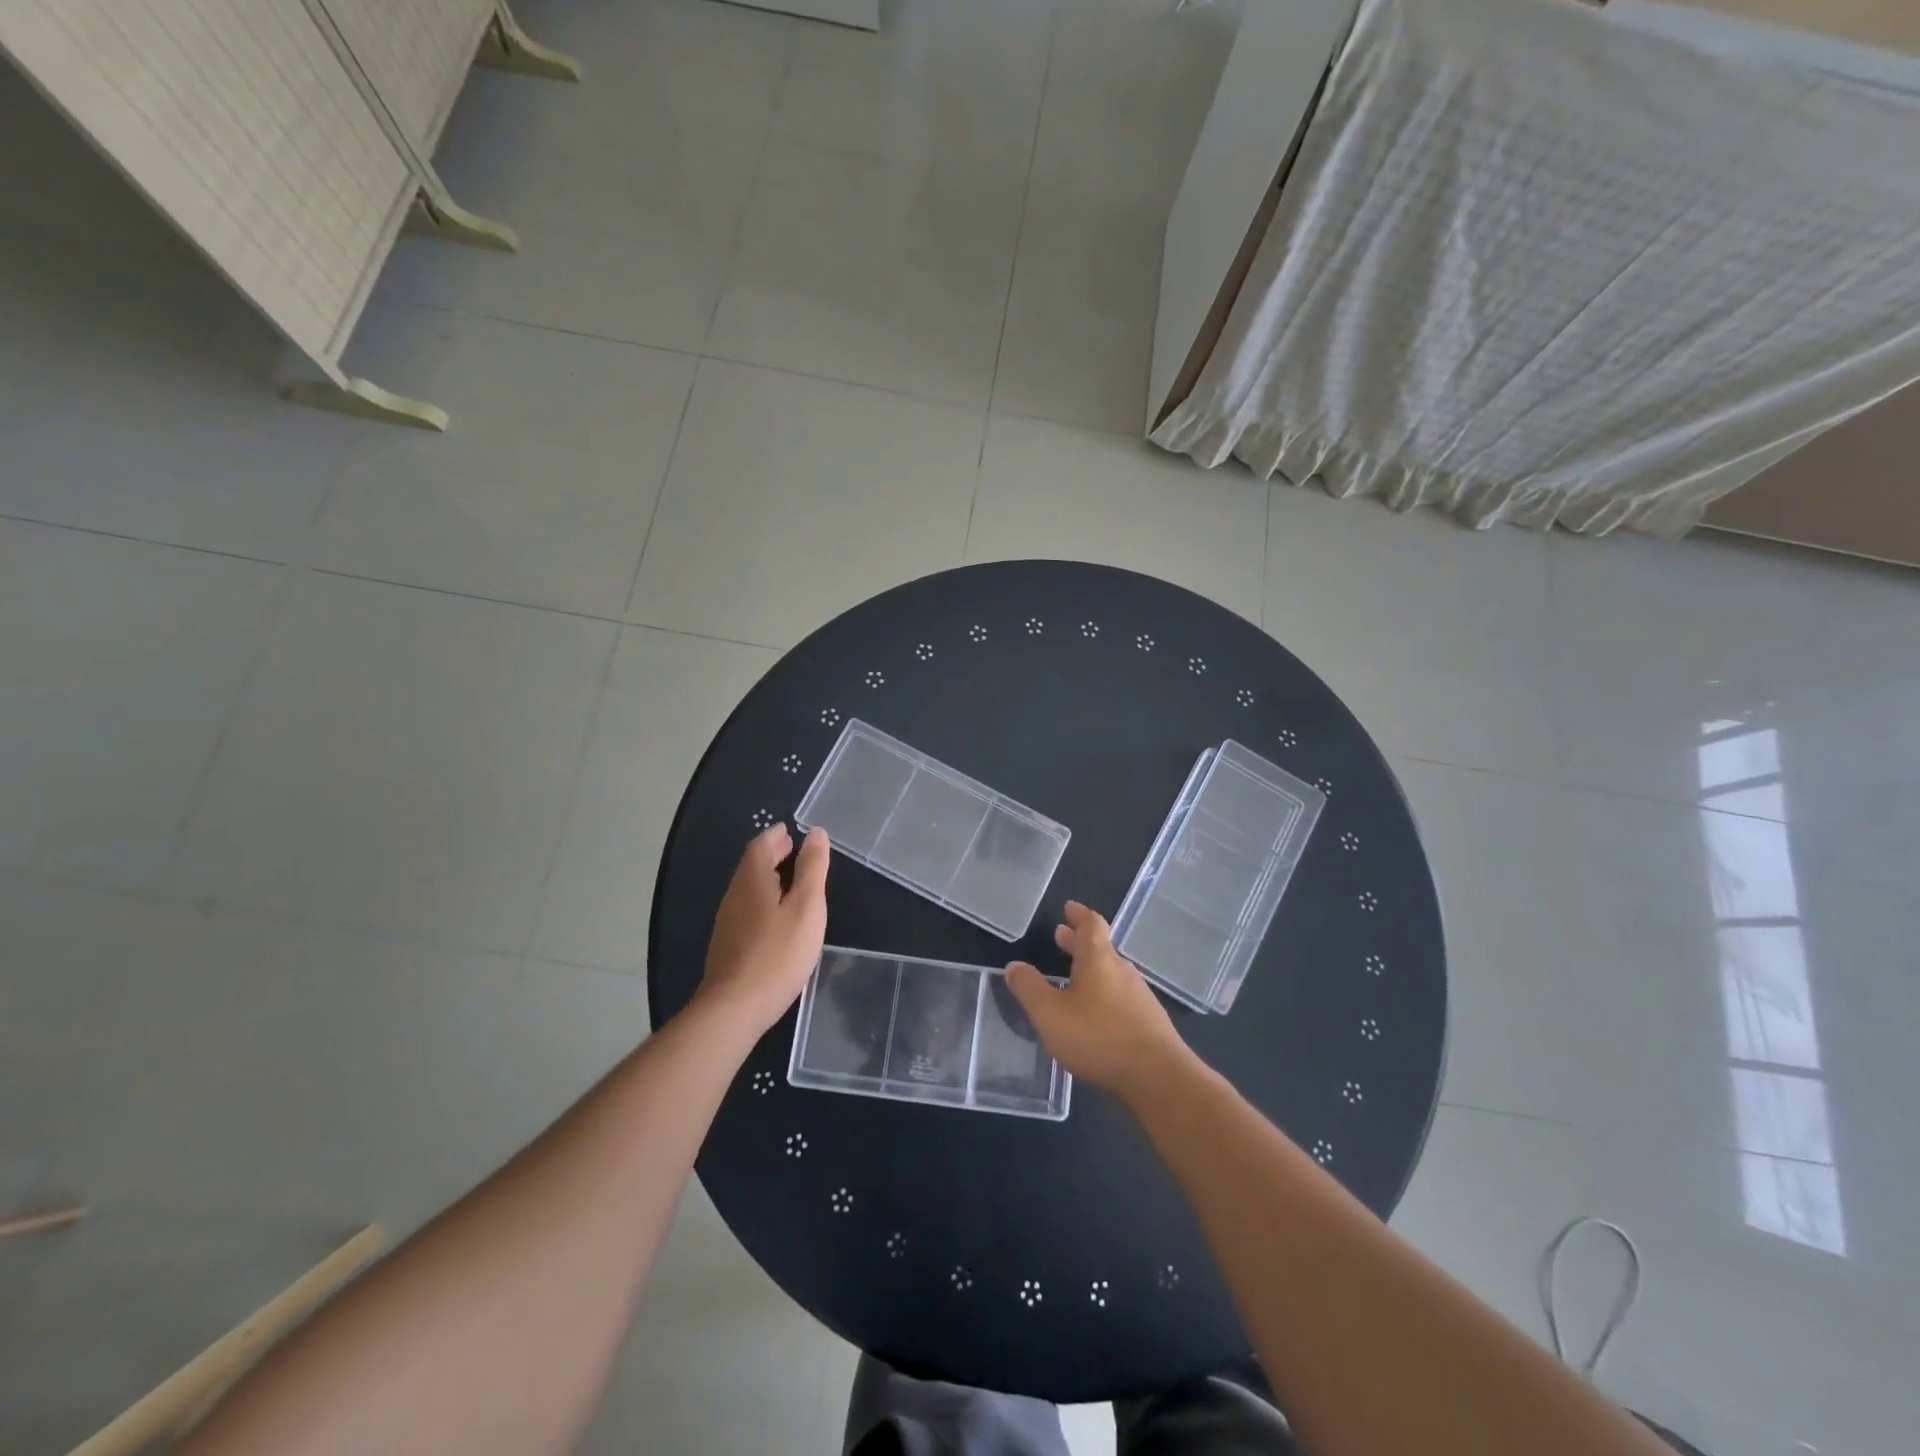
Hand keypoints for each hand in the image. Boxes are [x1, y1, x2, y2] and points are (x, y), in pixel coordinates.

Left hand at [696, 824, 829, 1034]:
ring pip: (746, 888)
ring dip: (765, 876)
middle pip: (750, 865)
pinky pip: (745, 908)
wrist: (735, 1008)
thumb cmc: (777, 954)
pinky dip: (761, 898)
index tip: (790, 831)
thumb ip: (812, 869)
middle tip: (791, 849)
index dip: (775, 836)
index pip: (760, 846)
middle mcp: (734, 895)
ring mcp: (727, 922)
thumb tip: (815, 833)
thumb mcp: (806, 908)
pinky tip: (774, 915)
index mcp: (752, 880)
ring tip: (787, 878)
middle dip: (770, 853)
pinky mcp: (727, 945)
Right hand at [1007, 901, 1190, 1101]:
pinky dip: (1103, 992)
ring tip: (1072, 975)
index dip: (1079, 914)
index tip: (1068, 908)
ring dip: (1091, 968)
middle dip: (1079, 941)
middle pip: (1101, 947)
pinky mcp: (1149, 1021)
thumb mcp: (1050, 1014)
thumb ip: (1029, 988)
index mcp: (1098, 960)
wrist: (1158, 1078)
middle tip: (1061, 936)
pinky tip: (1095, 1012)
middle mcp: (1122, 971)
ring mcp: (1139, 996)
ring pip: (1111, 972)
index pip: (1091, 924)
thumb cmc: (1099, 1038)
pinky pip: (1121, 995)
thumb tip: (1014, 966)